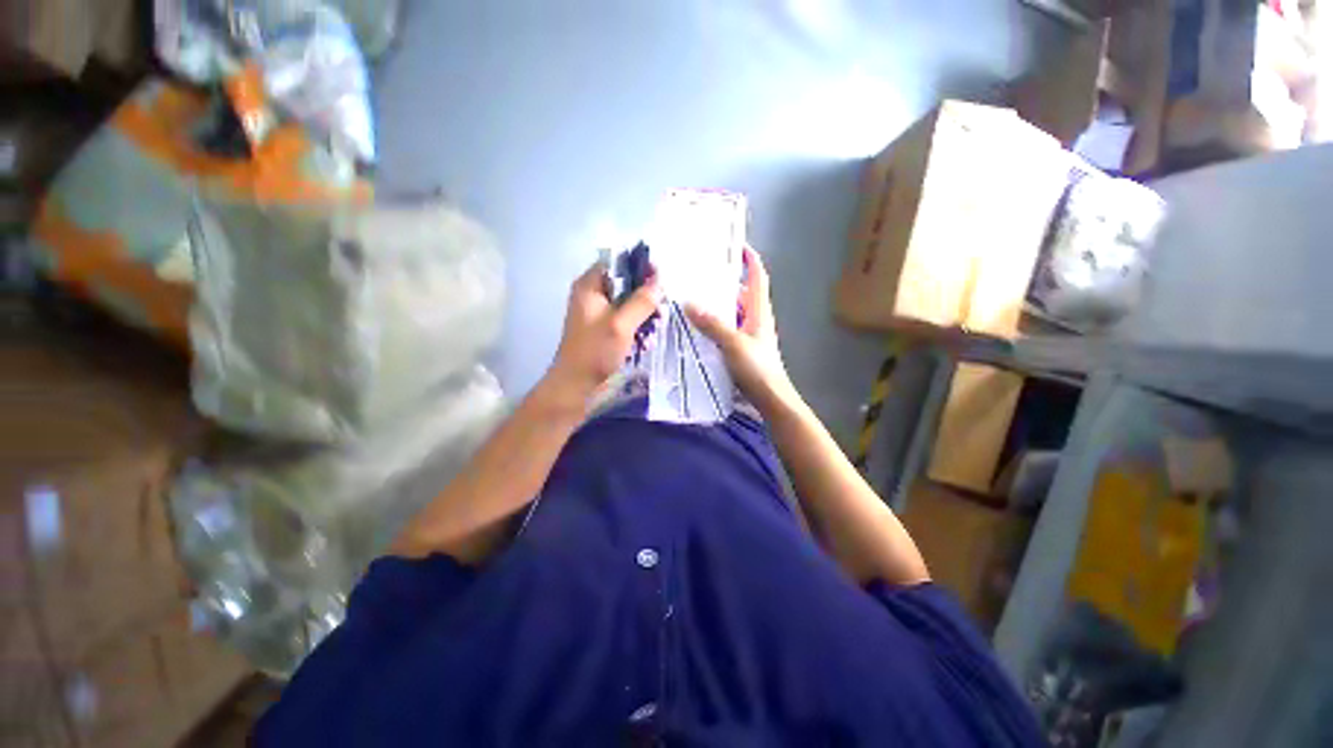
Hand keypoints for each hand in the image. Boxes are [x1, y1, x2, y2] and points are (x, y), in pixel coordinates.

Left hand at [543, 260, 660, 407]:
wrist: (576, 386)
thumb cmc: (595, 352)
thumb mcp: (621, 324)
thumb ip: (641, 301)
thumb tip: (659, 280)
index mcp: (590, 286)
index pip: (618, 263)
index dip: (640, 267)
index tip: (660, 280)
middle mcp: (593, 295)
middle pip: (626, 284)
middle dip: (645, 296)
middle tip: (660, 311)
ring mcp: (599, 314)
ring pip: (629, 304)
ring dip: (644, 314)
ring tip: (656, 329)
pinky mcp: (604, 330)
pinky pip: (626, 320)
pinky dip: (637, 327)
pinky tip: (647, 341)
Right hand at [686, 246, 799, 414]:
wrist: (770, 399)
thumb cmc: (757, 369)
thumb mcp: (733, 344)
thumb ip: (713, 324)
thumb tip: (689, 303)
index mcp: (759, 311)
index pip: (757, 278)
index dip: (750, 260)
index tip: (736, 245)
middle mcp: (755, 319)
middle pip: (742, 293)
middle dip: (726, 280)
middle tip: (702, 272)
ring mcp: (749, 335)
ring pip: (733, 311)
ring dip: (718, 302)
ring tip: (694, 295)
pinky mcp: (742, 349)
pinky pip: (727, 328)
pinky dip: (715, 322)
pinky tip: (698, 325)